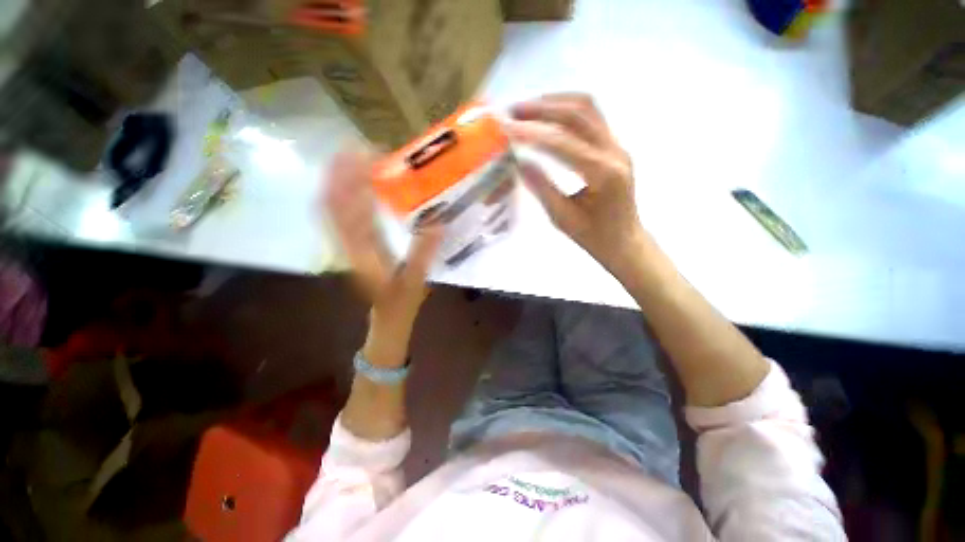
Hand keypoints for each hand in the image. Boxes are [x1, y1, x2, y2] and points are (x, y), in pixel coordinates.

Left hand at [324, 150, 442, 366]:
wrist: (387, 316)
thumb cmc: (403, 300)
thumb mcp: (417, 279)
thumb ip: (424, 252)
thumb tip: (437, 222)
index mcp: (365, 253)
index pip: (353, 211)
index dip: (355, 181)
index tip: (368, 157)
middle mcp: (349, 246)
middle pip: (333, 204)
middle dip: (341, 173)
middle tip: (356, 147)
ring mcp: (345, 246)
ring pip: (329, 208)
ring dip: (335, 181)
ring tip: (347, 157)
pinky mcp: (348, 247)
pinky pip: (334, 218)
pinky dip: (336, 196)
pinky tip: (346, 184)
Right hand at [505, 93, 649, 276]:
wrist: (625, 241)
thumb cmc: (594, 237)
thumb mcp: (563, 219)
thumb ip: (542, 188)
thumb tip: (519, 162)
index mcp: (604, 174)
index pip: (563, 143)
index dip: (533, 133)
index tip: (507, 127)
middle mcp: (615, 152)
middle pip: (579, 113)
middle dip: (542, 108)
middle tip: (513, 111)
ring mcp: (617, 145)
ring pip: (588, 108)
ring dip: (555, 102)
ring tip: (526, 108)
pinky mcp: (614, 146)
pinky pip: (591, 117)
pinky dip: (565, 110)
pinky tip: (546, 116)